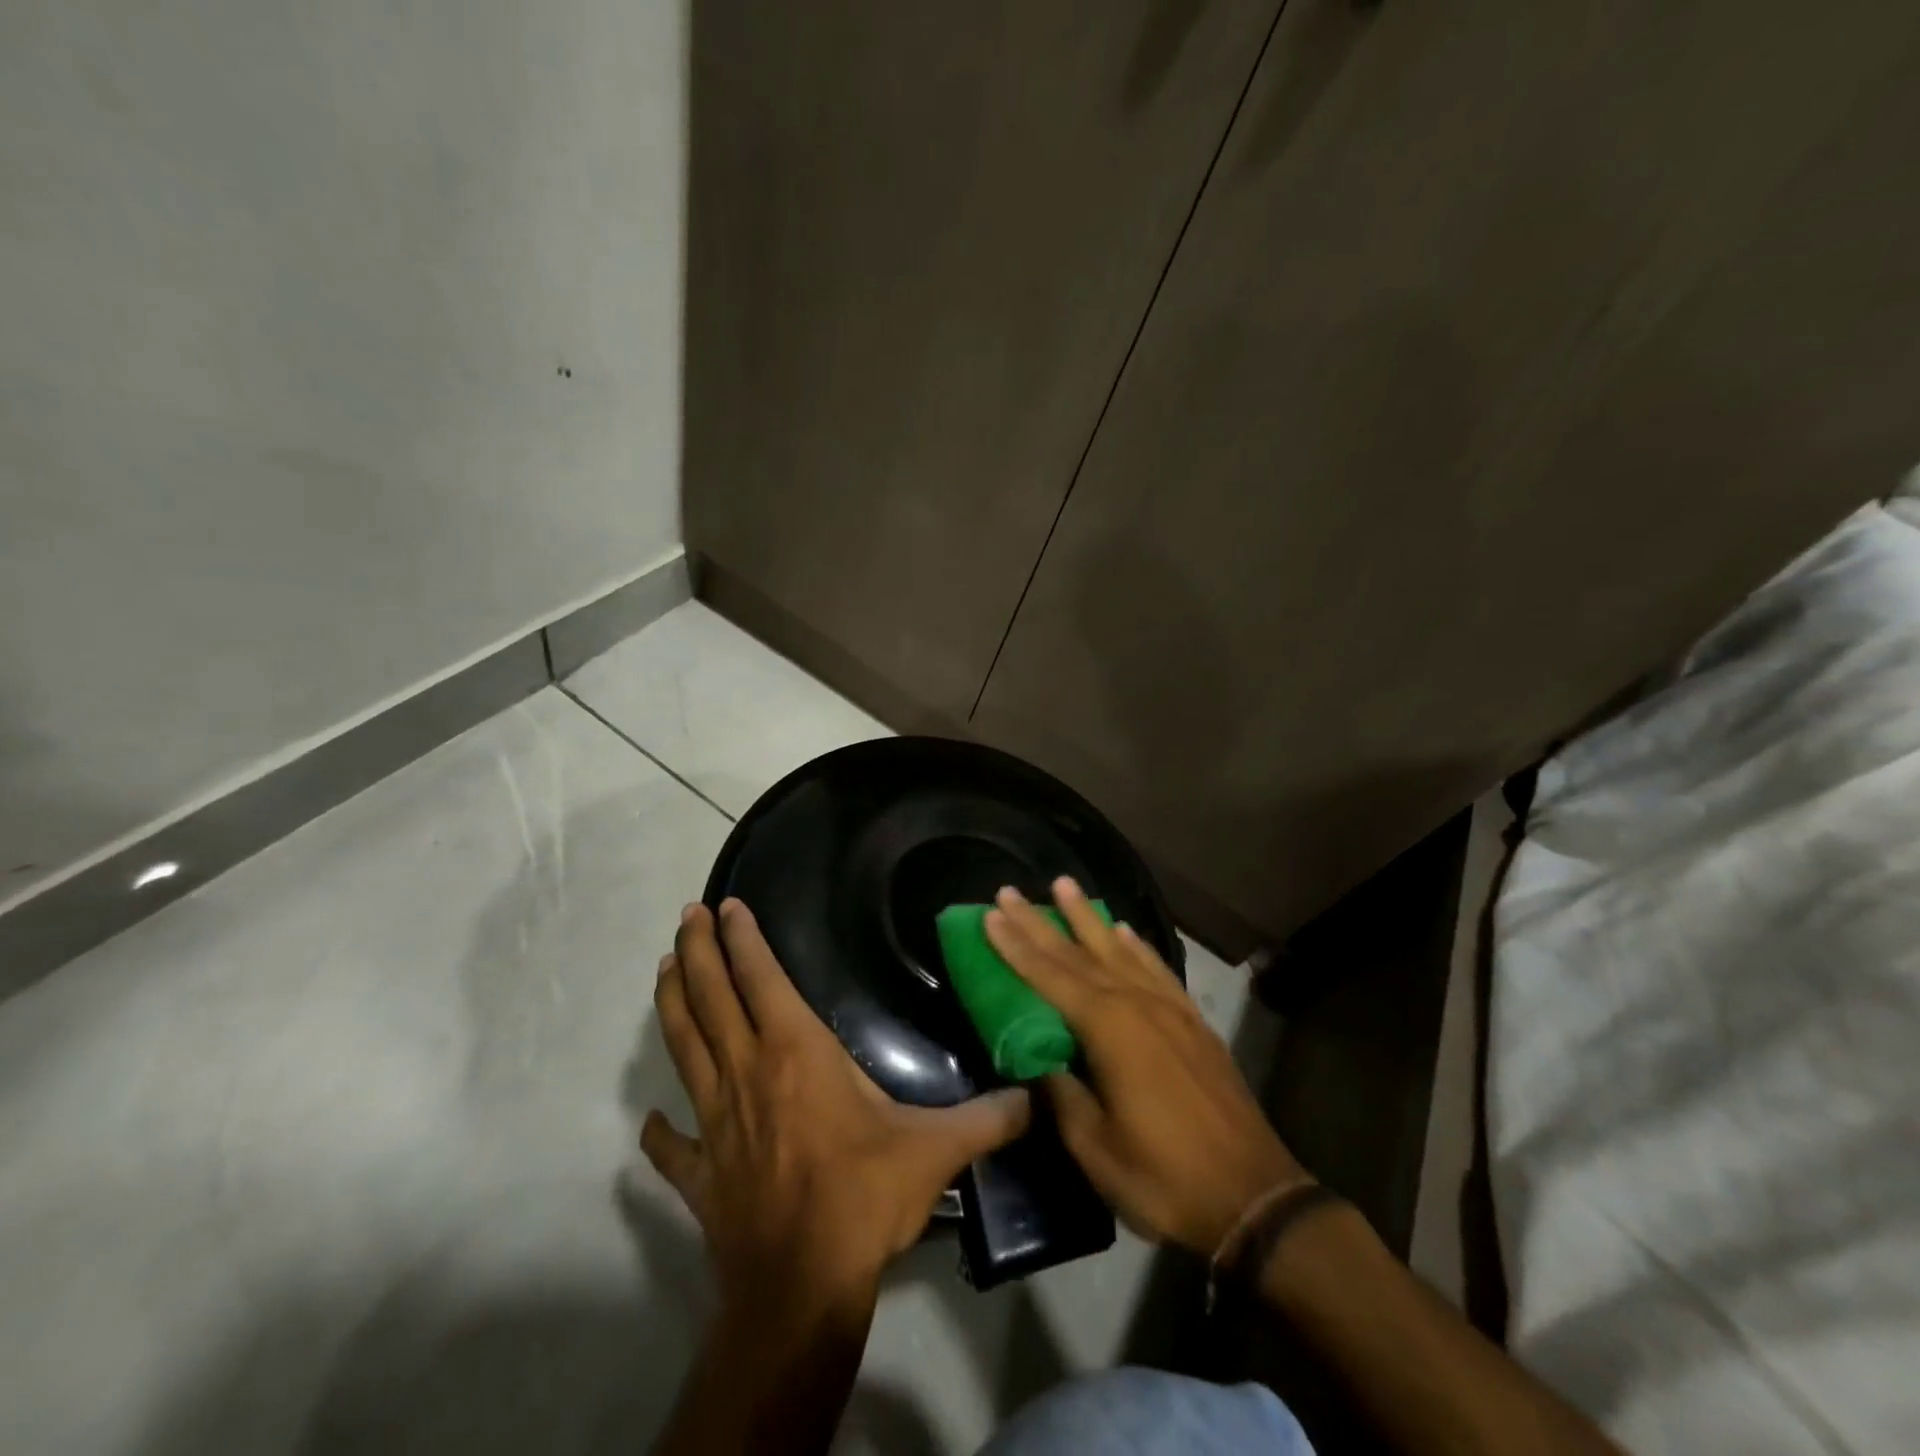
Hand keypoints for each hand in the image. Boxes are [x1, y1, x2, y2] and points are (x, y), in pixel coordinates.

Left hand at [642, 899, 1031, 1312]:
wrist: (802, 1288)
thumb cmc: (864, 1197)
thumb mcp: (936, 1150)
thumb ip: (988, 1118)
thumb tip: (1037, 1097)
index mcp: (795, 1053)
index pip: (761, 979)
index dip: (743, 939)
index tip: (727, 906)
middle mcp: (747, 1073)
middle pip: (711, 998)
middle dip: (697, 952)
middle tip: (686, 916)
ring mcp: (715, 1122)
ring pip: (684, 1049)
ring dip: (672, 1006)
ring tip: (664, 970)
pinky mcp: (701, 1172)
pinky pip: (672, 1146)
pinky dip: (659, 1132)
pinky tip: (651, 1123)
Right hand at [984, 879, 1307, 1257]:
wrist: (1254, 1198)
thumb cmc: (1164, 1178)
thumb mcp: (1094, 1147)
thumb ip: (1061, 1093)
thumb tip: (1039, 1059)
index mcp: (1108, 1029)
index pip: (1049, 976)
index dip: (1016, 945)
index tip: (990, 914)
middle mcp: (1137, 1004)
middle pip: (1078, 952)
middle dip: (1040, 921)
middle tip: (1010, 891)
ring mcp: (1170, 1009)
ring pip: (1119, 950)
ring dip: (1088, 917)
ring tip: (1065, 885)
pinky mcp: (1193, 1022)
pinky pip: (1157, 969)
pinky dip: (1136, 946)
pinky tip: (1125, 931)